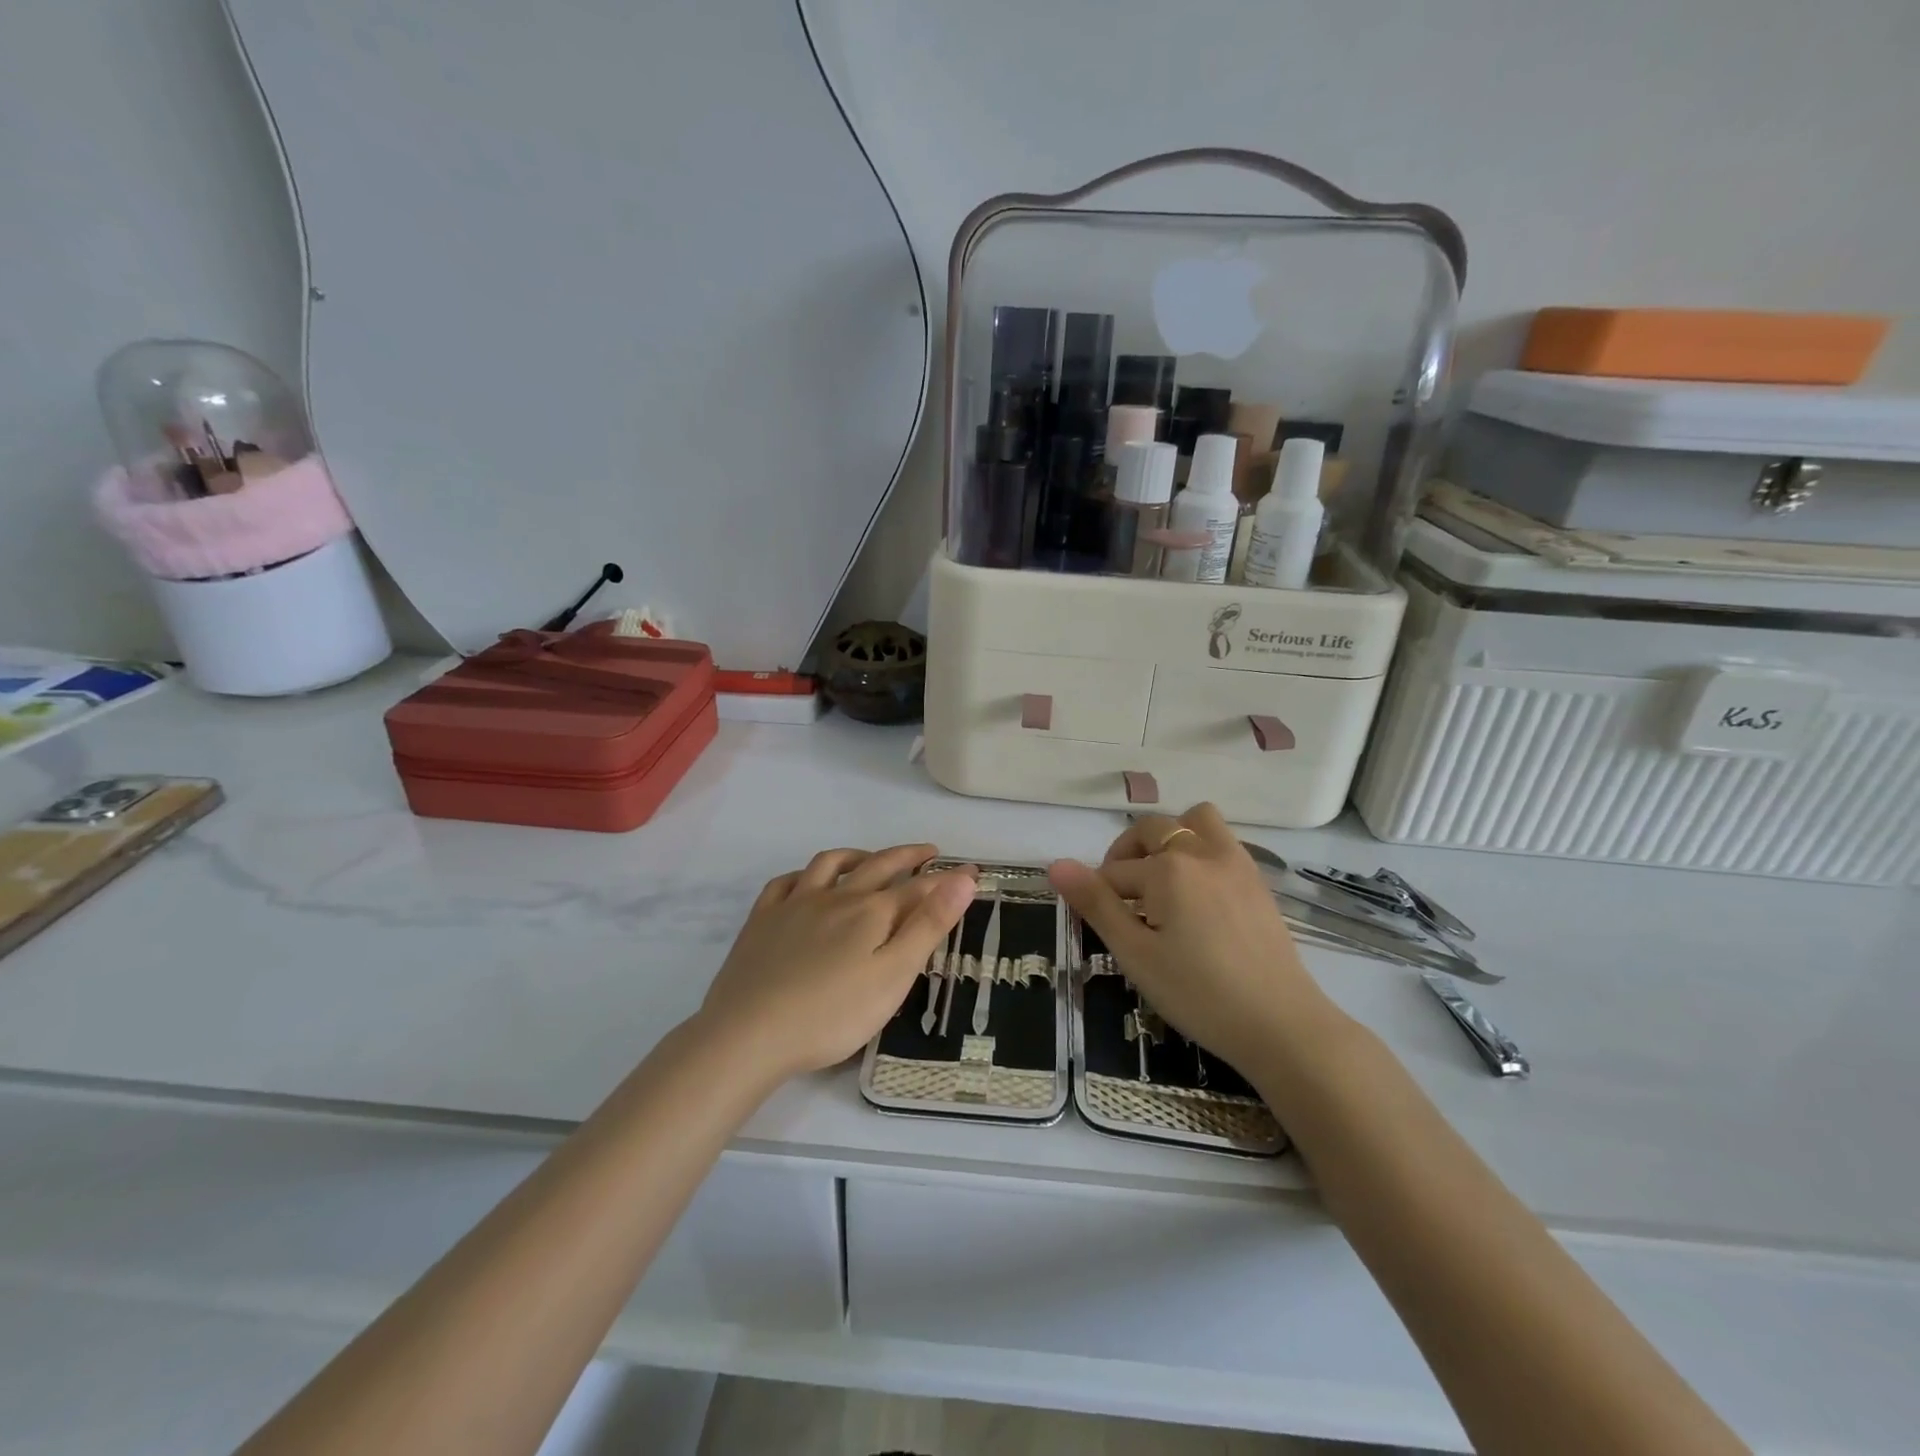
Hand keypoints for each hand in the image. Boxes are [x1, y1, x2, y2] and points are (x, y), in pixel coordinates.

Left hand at [698, 844, 975, 1084]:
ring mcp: (795, 905)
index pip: (919, 888)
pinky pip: (784, 883)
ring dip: (857, 855)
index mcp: (872, 913)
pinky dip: (804, 875)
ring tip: (870, 858)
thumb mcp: (893, 975)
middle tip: (928, 852)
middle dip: (907, 856)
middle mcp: (837, 897)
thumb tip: (962, 878)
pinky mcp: (762, 921)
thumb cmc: (832, 1014)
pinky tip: (806, 882)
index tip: (971, 872)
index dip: (948, 879)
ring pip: (830, 865)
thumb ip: (929, 925)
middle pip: (878, 866)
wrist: (750, 1033)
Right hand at [1048, 805, 1344, 1076]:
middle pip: (1151, 830)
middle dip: (1127, 855)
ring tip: (1162, 880)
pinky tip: (1197, 896)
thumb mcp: (1136, 954)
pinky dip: (1200, 850)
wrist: (1281, 1025)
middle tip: (1123, 900)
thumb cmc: (1199, 994)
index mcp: (1168, 868)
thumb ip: (1096, 904)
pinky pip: (1221, 841)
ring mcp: (1235, 862)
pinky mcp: (1257, 880)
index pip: (1114, 872)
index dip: (1099, 898)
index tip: (1101, 928)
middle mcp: (1202, 851)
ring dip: (1170, 837)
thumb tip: (1056, 865)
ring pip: (1195, 821)